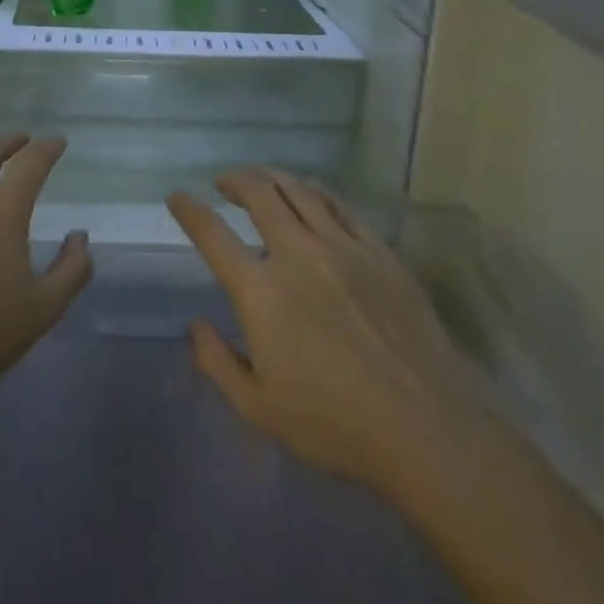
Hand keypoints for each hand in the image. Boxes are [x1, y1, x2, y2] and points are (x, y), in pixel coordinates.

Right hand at [168, 167, 477, 500]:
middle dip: (235, 180)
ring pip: (299, 191)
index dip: (189, 210)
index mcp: (261, 292)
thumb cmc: (336, 423)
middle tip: (224, 182)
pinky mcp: (379, 251)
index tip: (177, 197)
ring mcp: (342, 247)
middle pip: (259, 195)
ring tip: (261, 178)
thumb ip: (218, 363)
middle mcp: (297, 255)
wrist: (426, 426)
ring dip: (272, 177)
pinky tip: (310, 193)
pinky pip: (340, 206)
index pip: (213, 235)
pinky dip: (315, 191)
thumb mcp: (260, 409)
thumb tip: (196, 325)